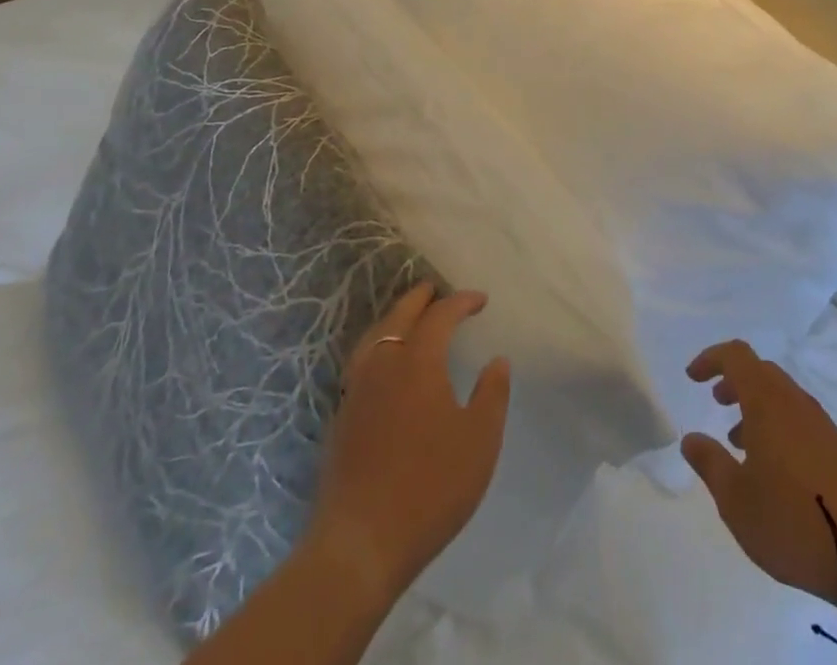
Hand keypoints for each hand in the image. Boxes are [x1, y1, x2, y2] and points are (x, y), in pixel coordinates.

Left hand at [298, 283, 510, 606]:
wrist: (358, 546)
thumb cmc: (429, 487)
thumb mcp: (479, 441)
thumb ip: (492, 394)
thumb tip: (496, 361)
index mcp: (417, 362)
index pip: (440, 315)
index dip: (461, 302)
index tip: (481, 300)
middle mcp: (382, 366)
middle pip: (399, 317)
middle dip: (420, 299)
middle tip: (436, 290)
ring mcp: (356, 393)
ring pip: (374, 338)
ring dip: (394, 320)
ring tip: (409, 319)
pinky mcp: (340, 420)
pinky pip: (361, 363)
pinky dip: (378, 348)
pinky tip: (385, 367)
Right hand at [680, 340, 836, 606]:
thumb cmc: (790, 519)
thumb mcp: (735, 499)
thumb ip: (709, 463)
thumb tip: (691, 439)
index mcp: (767, 401)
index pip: (736, 356)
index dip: (711, 359)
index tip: (692, 377)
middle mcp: (794, 401)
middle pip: (760, 371)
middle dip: (734, 381)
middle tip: (715, 403)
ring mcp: (820, 423)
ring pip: (780, 395)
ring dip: (755, 406)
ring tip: (738, 443)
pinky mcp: (836, 446)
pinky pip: (798, 417)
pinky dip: (776, 424)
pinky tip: (771, 466)